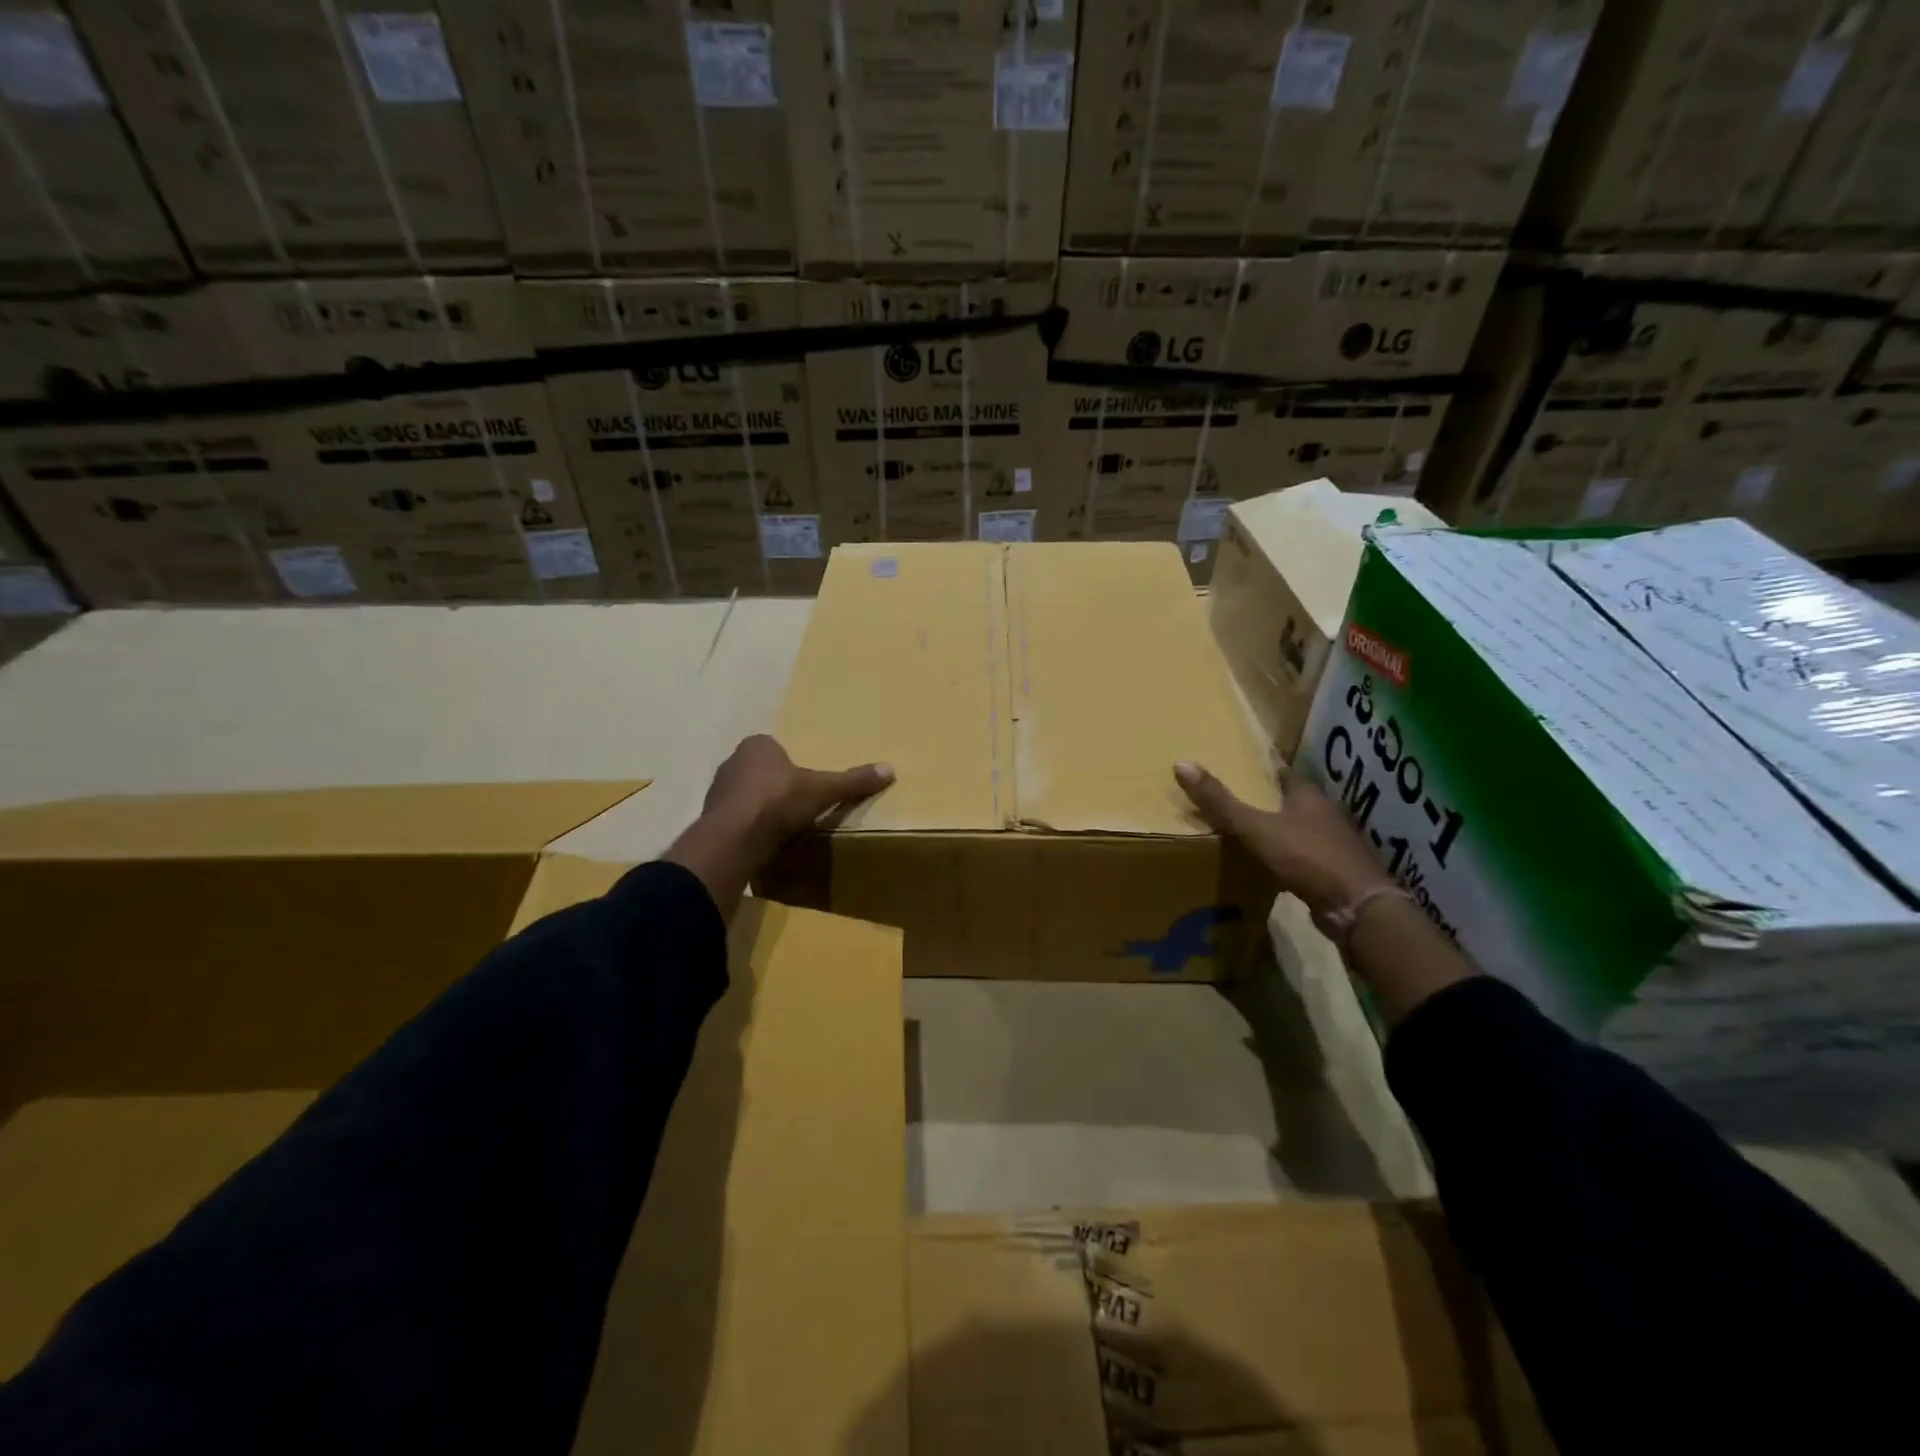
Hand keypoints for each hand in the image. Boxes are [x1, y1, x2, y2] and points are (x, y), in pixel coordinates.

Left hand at [667, 735, 893, 915]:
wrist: (734, 839)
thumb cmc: (779, 802)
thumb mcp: (823, 790)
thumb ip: (853, 781)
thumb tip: (890, 769)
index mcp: (757, 746)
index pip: (776, 749)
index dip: (791, 765)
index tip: (806, 784)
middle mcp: (732, 761)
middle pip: (760, 771)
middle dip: (775, 785)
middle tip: (797, 804)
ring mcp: (718, 790)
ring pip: (745, 794)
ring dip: (759, 807)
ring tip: (781, 825)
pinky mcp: (710, 818)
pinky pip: (735, 818)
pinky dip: (748, 826)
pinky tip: (763, 839)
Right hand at [1173, 761, 1391, 918]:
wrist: (1357, 906)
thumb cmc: (1306, 857)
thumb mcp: (1255, 827)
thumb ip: (1220, 801)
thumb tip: (1181, 763)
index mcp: (1307, 795)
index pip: (1282, 772)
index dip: (1261, 769)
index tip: (1239, 765)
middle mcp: (1324, 813)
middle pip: (1291, 799)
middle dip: (1267, 799)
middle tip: (1235, 799)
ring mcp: (1334, 843)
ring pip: (1299, 828)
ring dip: (1278, 828)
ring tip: (1246, 831)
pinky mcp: (1335, 871)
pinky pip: (1304, 856)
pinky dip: (1287, 857)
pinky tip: (1269, 865)